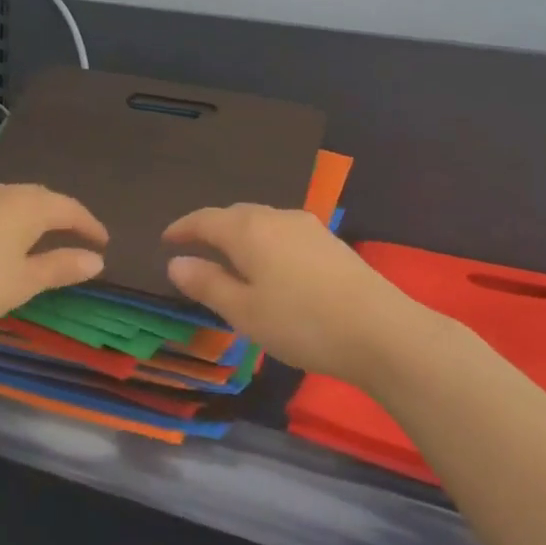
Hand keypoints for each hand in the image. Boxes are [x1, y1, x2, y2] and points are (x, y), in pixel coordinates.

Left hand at [0, 184, 107, 349]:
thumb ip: (61, 267)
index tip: (103, 243)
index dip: (89, 225)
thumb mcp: (24, 282)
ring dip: (29, 216)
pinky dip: (0, 222)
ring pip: (8, 200)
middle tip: (75, 236)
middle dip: (60, 215)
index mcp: (24, 205)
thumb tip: (97, 260)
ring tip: (38, 238)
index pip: (68, 208)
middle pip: (38, 197)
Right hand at [163, 204, 420, 383]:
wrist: (379, 330)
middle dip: (212, 228)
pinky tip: (270, 265)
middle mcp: (277, 217)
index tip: (166, 240)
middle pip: (235, 214)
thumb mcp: (244, 311)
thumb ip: (207, 283)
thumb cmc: (300, 322)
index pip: (206, 219)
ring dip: (240, 234)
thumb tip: (176, 262)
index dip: (183, 228)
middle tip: (195, 248)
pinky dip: (265, 242)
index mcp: (249, 230)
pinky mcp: (330, 242)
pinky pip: (283, 232)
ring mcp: (308, 227)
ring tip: (230, 258)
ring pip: (262, 221)